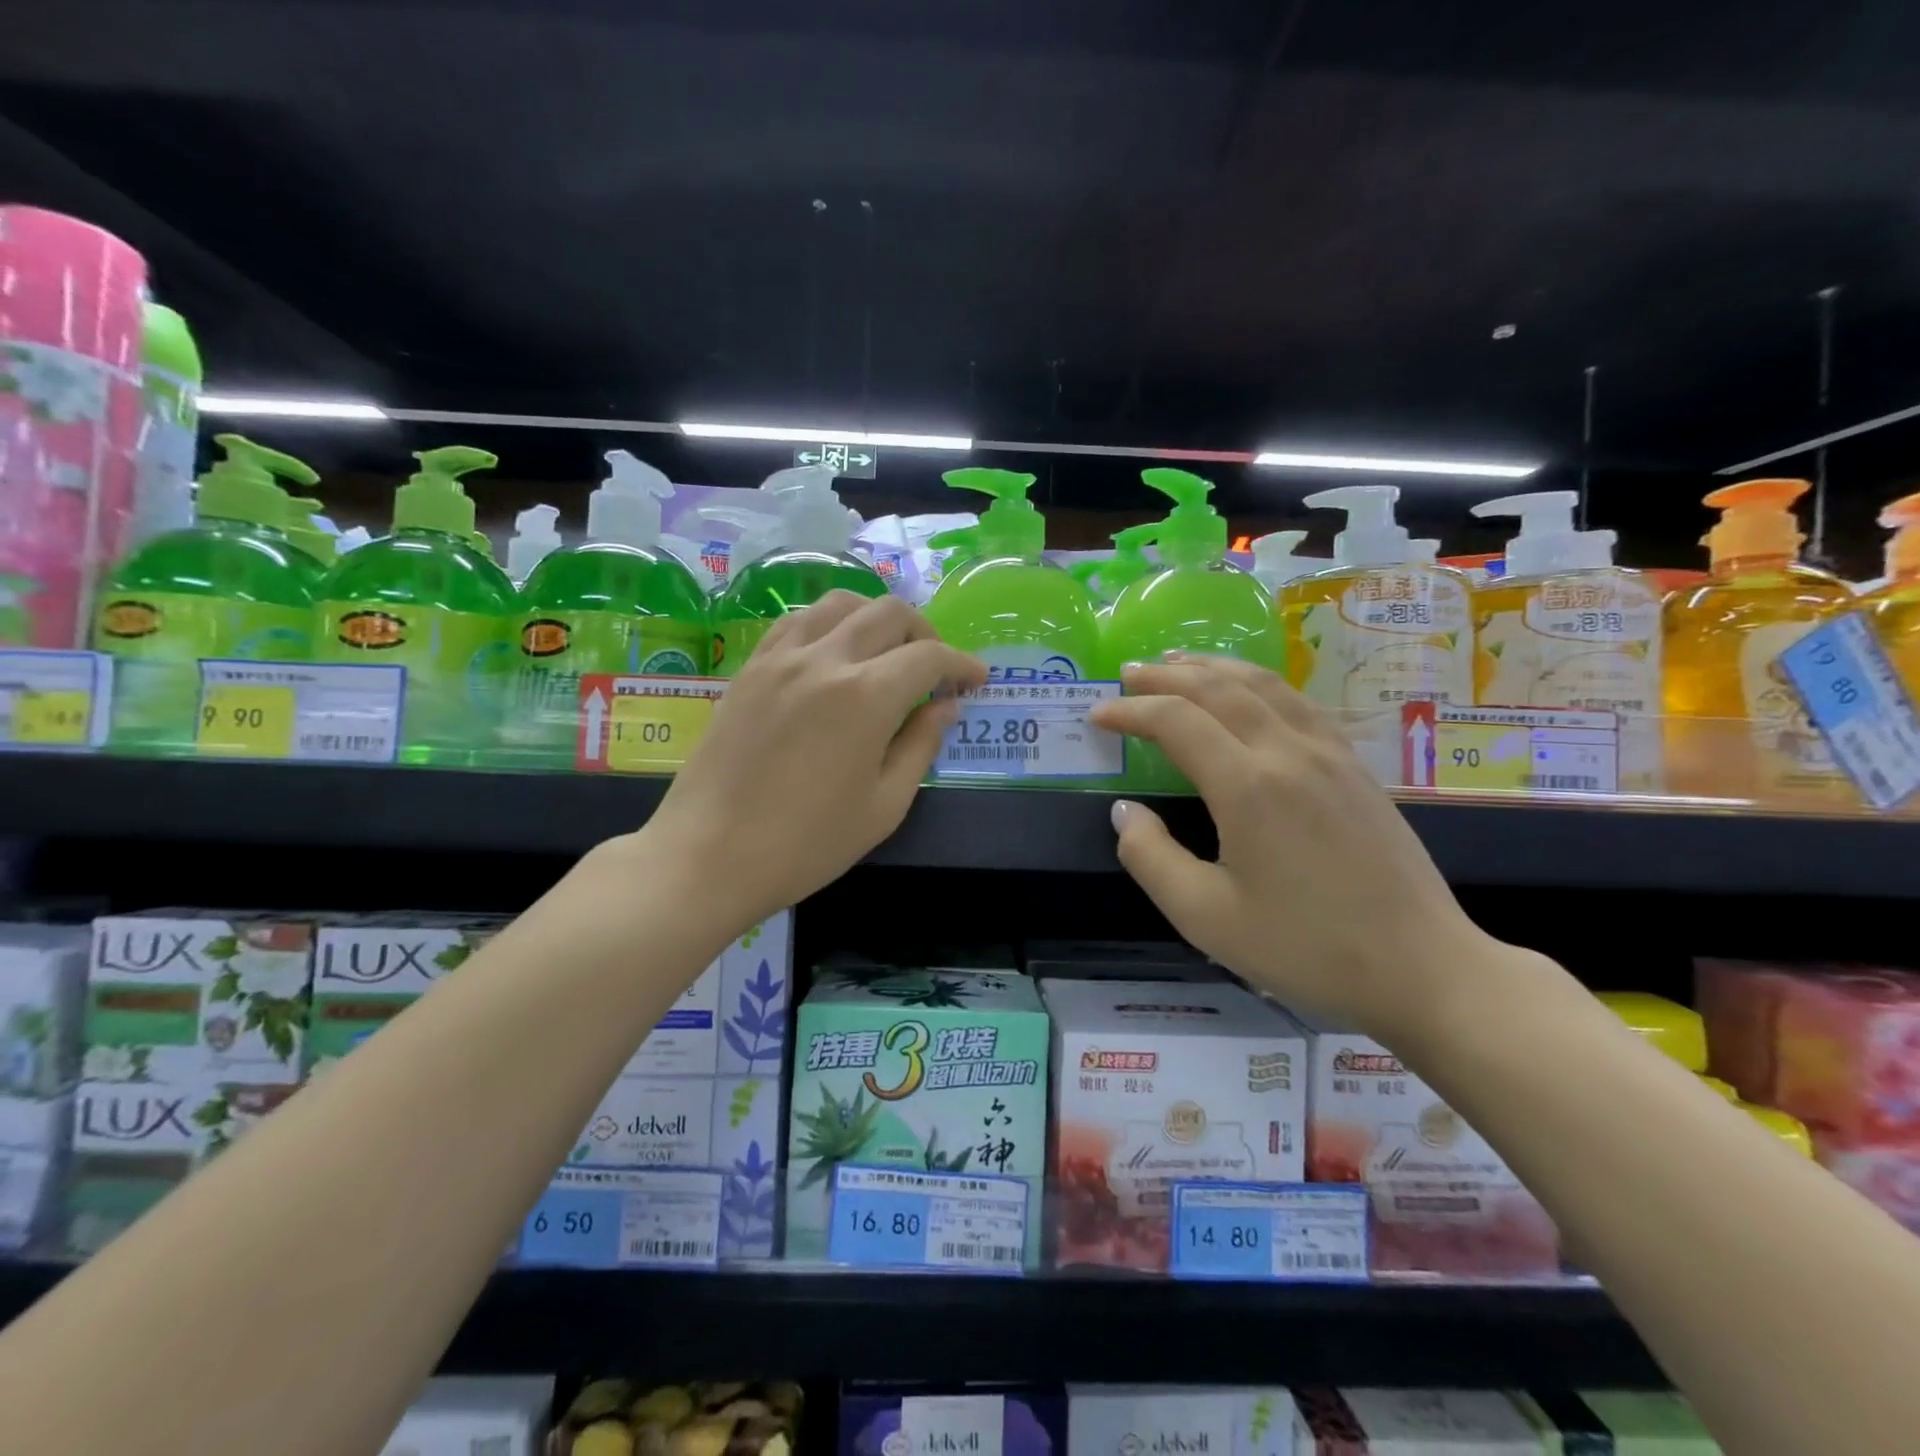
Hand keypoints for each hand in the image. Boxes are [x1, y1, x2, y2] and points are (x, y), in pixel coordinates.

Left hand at [642, 591, 985, 922]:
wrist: (709, 855)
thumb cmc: (806, 844)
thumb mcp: (884, 806)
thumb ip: (921, 746)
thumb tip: (945, 707)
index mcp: (867, 697)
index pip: (929, 657)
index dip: (961, 664)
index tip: (975, 679)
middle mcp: (826, 660)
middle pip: (890, 613)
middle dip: (925, 633)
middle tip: (934, 669)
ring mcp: (781, 658)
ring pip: (841, 603)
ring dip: (876, 617)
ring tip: (886, 653)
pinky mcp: (750, 668)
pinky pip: (797, 621)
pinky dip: (830, 623)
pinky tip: (834, 653)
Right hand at [1088, 655, 1495, 1038]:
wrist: (1422, 967)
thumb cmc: (1305, 948)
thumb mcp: (1205, 917)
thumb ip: (1151, 858)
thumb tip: (1125, 811)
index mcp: (1248, 787)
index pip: (1176, 722)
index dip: (1130, 711)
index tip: (1098, 715)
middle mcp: (1287, 752)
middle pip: (1218, 688)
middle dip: (1165, 676)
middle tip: (1126, 672)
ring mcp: (1329, 753)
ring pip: (1262, 684)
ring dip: (1212, 668)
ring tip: (1177, 663)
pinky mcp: (1355, 765)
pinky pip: (1297, 701)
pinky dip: (1257, 682)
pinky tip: (1248, 691)